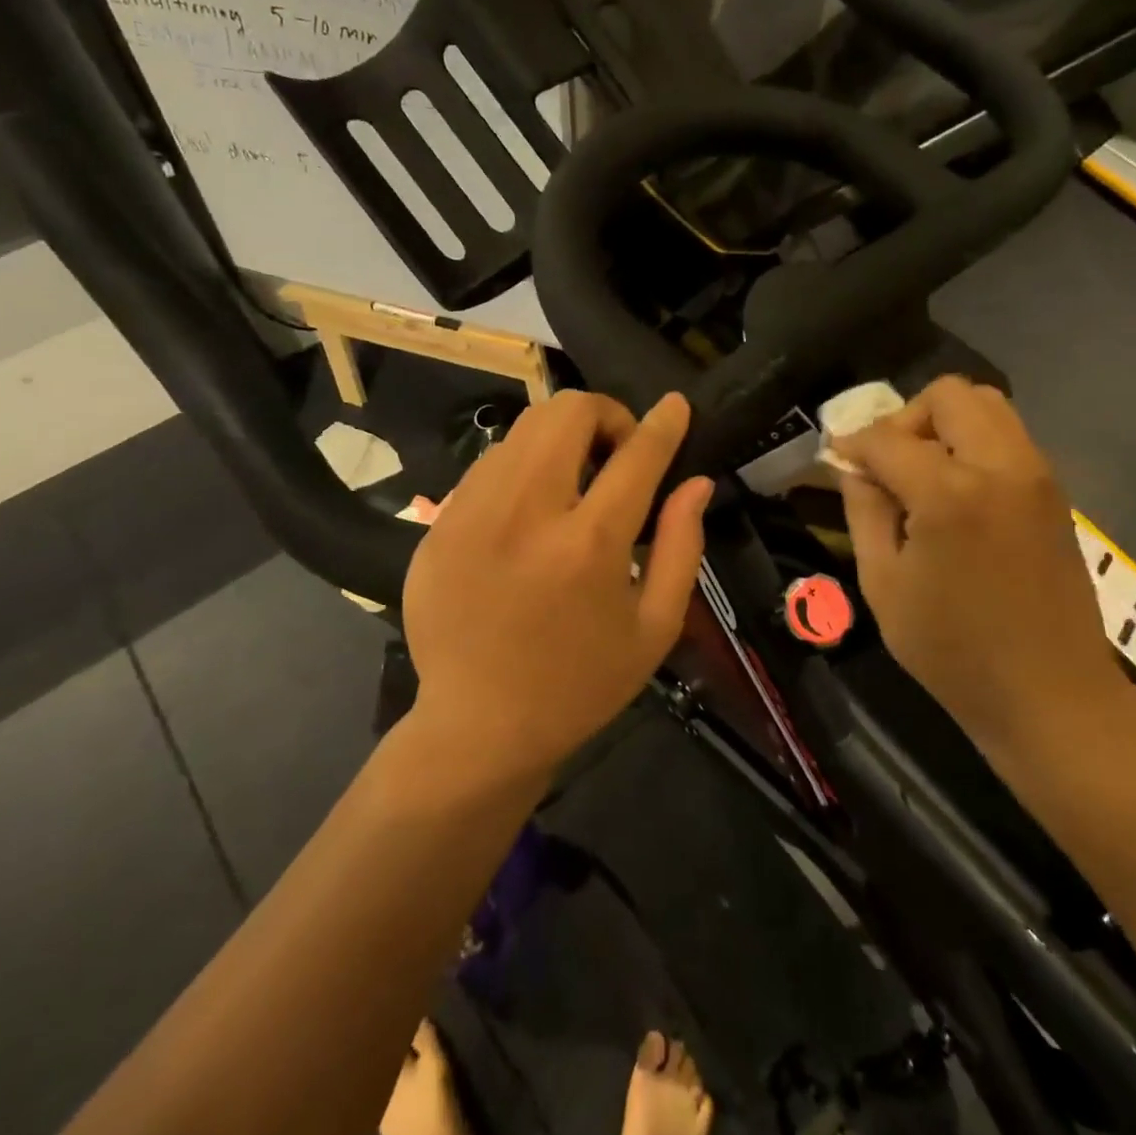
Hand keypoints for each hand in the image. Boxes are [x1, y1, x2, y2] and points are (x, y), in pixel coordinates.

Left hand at [402, 391, 712, 779]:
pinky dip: (521, 467)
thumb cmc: (581, 684)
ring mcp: (471, 514)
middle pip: (565, 413)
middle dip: (603, 416)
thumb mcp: (654, 627)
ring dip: (560, 440)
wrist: (478, 729)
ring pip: (522, 430)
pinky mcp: (438, 525)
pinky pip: (488, 465)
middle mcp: (525, 514)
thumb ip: (683, 546)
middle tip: (615, 454)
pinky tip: (529, 511)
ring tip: (572, 483)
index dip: (663, 423)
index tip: (675, 405)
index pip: (636, 455)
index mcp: (588, 545)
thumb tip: (697, 482)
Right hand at [833, 377, 1127, 764]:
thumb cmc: (953, 650)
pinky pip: (1009, 437)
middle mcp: (1000, 466)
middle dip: (907, 418)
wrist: (1050, 695)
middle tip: (889, 464)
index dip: (853, 443)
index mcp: (949, 493)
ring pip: (988, 405)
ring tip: (922, 473)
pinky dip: (974, 444)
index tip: (837, 461)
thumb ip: (864, 511)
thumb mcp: (883, 584)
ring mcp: (1037, 475)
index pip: (888, 437)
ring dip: (945, 425)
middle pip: (949, 394)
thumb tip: (853, 465)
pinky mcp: (1055, 492)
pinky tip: (956, 493)